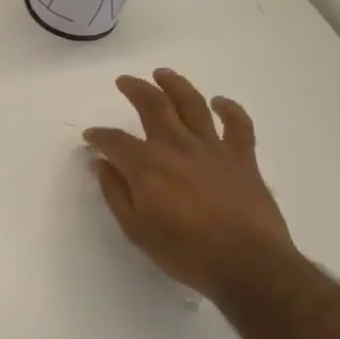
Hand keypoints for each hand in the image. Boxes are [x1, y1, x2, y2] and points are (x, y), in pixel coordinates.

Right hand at [83, 68, 294, 301]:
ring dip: (176, 85)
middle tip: (125, 81)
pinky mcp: (243, 159)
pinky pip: (238, 125)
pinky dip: (229, 109)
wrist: (248, 265)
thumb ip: (116, 193)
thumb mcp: (136, 228)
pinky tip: (220, 101)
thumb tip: (101, 164)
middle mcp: (177, 147)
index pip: (115, 141)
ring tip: (163, 74)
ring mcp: (213, 149)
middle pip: (153, 106)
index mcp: (147, 166)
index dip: (99, 136)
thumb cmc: (185, 251)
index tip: (90, 138)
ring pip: (193, 105)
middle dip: (135, 90)